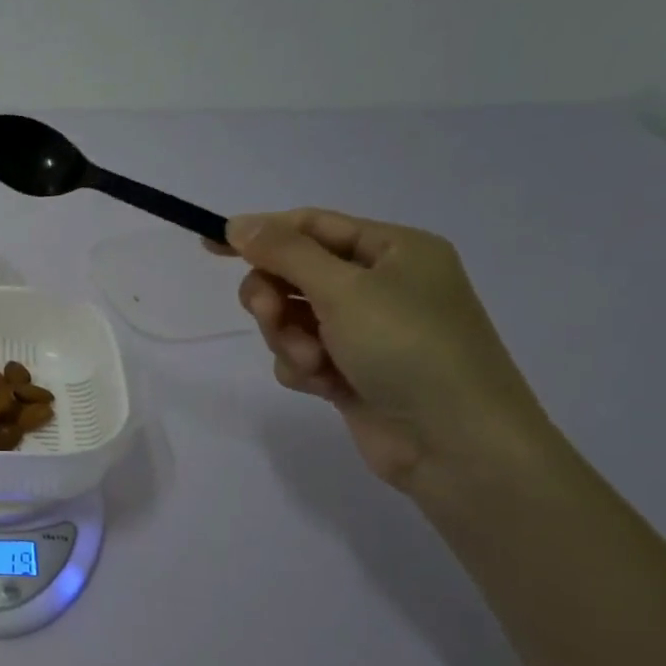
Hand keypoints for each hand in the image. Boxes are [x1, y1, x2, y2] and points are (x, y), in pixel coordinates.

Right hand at [213, 210, 553, 493]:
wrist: (454, 443)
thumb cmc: (408, 348)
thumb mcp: (344, 289)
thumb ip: (285, 253)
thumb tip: (238, 223)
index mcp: (393, 250)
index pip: (311, 226)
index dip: (261, 233)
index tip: (211, 245)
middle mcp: (380, 284)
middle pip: (294, 274)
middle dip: (275, 298)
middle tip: (269, 314)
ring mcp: (366, 331)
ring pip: (292, 319)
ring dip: (290, 339)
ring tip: (314, 363)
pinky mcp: (351, 370)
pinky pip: (303, 355)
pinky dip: (304, 368)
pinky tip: (326, 386)